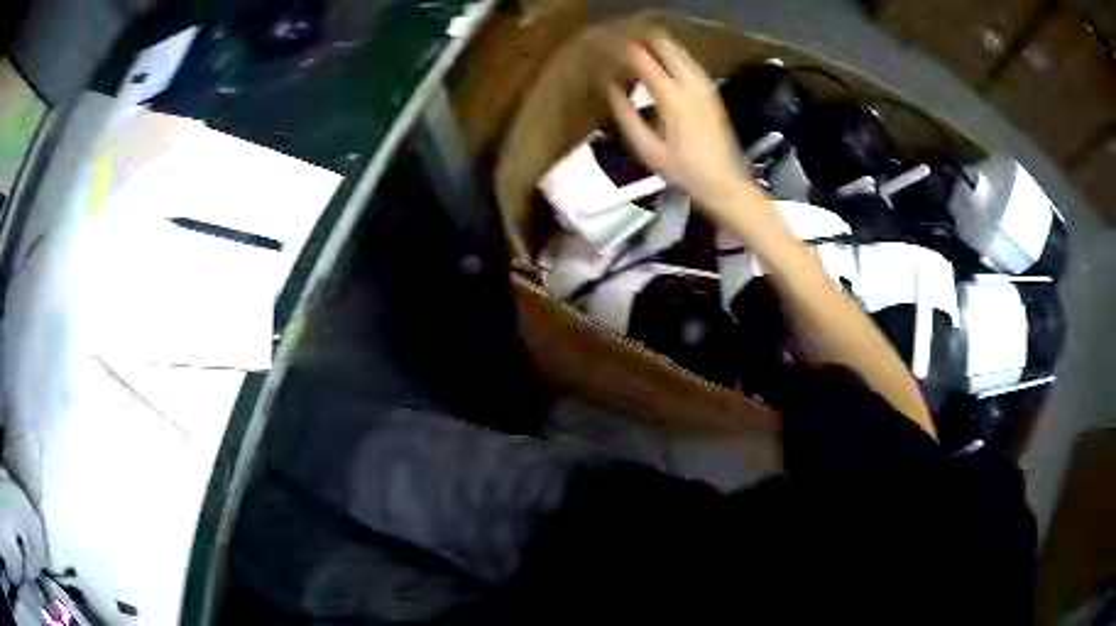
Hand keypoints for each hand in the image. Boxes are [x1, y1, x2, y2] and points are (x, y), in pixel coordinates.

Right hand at [605, 33, 767, 223]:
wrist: (724, 183)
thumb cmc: (683, 171)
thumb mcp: (647, 149)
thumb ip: (627, 115)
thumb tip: (611, 88)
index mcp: (672, 98)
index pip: (645, 62)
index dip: (626, 50)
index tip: (610, 43)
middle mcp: (691, 86)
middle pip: (668, 49)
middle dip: (647, 39)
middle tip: (627, 36)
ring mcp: (705, 88)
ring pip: (683, 53)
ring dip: (663, 44)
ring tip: (644, 40)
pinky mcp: (713, 94)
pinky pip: (693, 64)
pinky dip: (677, 55)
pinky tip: (669, 58)